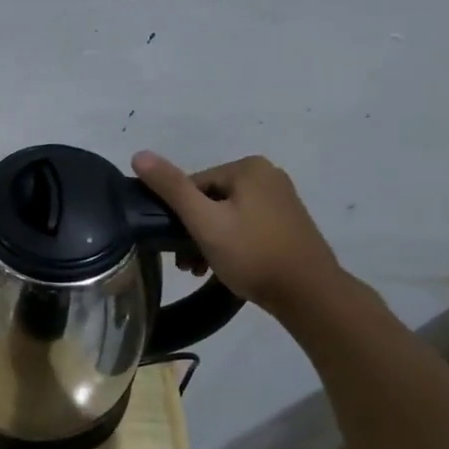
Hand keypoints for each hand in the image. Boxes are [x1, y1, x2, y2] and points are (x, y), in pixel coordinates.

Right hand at [132, 151, 341, 314]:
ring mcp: (281, 200)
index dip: (179, 216)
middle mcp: (268, 175)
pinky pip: (245, 226)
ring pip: (226, 215)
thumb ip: (172, 188)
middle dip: (193, 230)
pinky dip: (230, 243)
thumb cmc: (253, 254)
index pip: (193, 185)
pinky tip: (224, 267)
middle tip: (186, 264)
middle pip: (209, 199)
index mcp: (248, 167)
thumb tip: (139, 154)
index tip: (174, 246)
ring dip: (208, 240)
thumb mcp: (205, 222)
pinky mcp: (287, 223)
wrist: (310, 294)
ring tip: (201, 270)